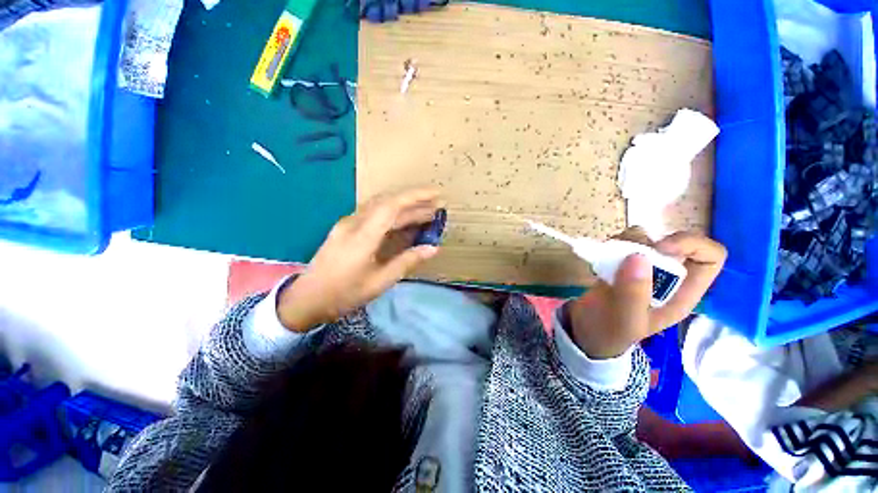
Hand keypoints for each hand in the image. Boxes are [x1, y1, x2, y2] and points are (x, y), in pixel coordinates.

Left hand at [277, 188, 441, 331]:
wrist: (306, 299)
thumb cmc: (344, 294)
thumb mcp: (380, 282)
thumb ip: (407, 261)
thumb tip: (433, 248)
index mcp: (362, 236)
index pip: (391, 206)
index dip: (415, 197)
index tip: (436, 194)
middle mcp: (354, 223)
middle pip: (387, 203)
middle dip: (414, 201)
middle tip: (436, 206)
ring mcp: (348, 224)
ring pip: (380, 207)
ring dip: (404, 207)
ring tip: (425, 213)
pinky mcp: (346, 228)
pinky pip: (373, 214)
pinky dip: (392, 215)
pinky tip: (403, 221)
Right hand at [567, 229, 726, 358]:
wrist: (584, 331)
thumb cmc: (610, 332)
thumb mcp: (625, 320)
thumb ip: (633, 294)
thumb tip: (639, 256)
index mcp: (682, 293)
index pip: (710, 257)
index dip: (690, 245)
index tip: (659, 250)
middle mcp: (667, 275)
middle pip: (673, 241)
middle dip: (648, 244)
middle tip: (623, 256)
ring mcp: (642, 268)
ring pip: (644, 238)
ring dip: (624, 243)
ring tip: (607, 262)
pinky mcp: (620, 263)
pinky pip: (620, 242)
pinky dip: (610, 246)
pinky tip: (600, 262)